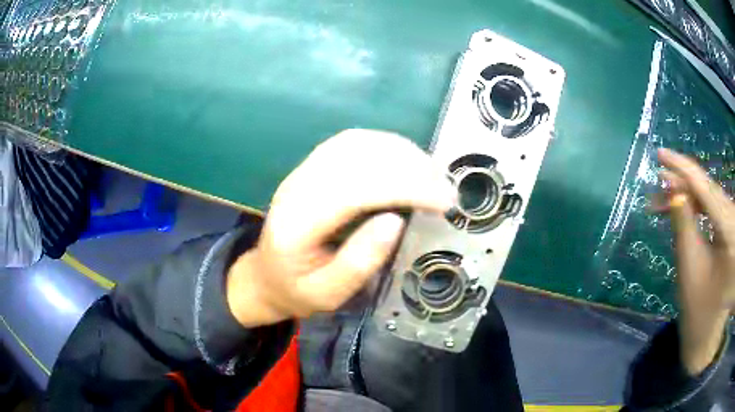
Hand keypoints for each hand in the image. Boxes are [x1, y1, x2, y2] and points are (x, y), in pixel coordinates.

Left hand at [226, 129, 454, 326]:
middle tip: (446, 189)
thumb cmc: (297, 290)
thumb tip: (394, 220)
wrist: (266, 275)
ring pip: (357, 142)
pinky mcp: (314, 165)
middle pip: (358, 157)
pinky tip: (408, 163)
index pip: (356, 189)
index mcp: (297, 223)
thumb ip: (357, 262)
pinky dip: (387, 146)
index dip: (406, 188)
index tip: (444, 202)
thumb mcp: (327, 294)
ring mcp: (304, 171)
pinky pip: (353, 142)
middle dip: (411, 167)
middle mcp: (297, 186)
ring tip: (433, 175)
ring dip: (402, 152)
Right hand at [658, 148, 733, 374]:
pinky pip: (713, 210)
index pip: (705, 187)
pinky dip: (697, 207)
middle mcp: (733, 219)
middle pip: (708, 190)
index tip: (660, 154)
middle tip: (657, 187)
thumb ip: (683, 223)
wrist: (708, 333)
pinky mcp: (729, 230)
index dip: (682, 168)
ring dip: (688, 197)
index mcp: (728, 229)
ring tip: (664, 202)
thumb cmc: (698, 308)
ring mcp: (732, 224)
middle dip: (682, 186)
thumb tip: (672, 190)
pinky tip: (683, 209)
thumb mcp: (690, 265)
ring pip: (710, 198)